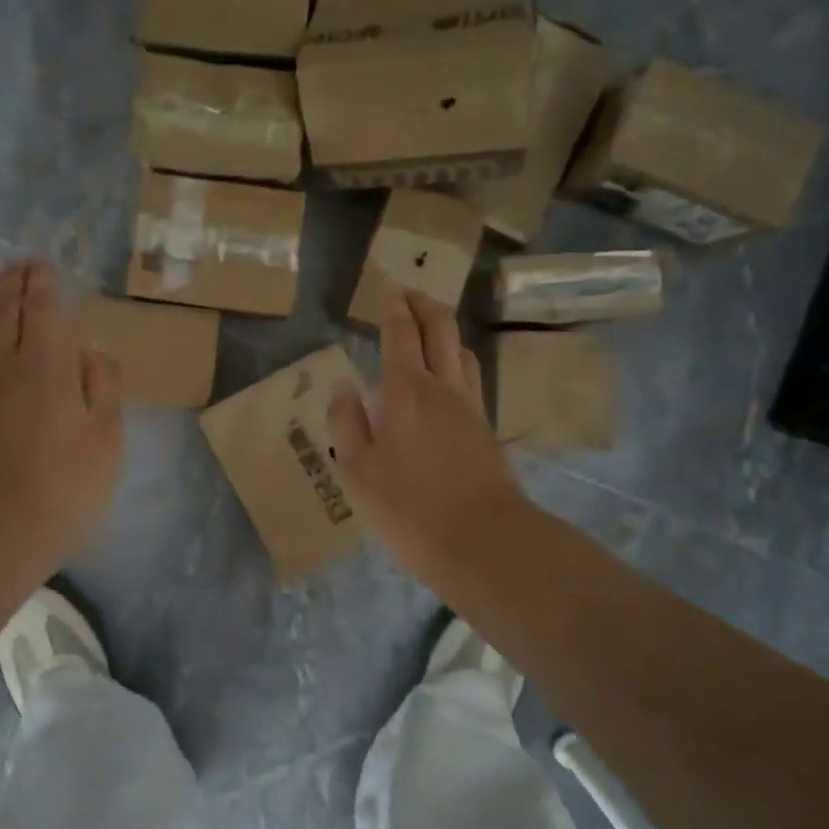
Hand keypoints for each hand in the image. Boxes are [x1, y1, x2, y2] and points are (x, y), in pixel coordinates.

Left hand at [0, 259, 122, 568]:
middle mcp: (5, 367)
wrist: (1, 529)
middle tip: (18, 264)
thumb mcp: (108, 436)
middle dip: (13, 284)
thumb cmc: (69, 484)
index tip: (42, 264)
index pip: (43, 311)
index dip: (42, 284)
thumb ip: (102, 385)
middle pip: (6, 314)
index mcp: (49, 366)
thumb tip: (89, 348)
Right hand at [328, 286, 529, 582]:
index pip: (401, 333)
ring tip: (428, 330)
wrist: (483, 541)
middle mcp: (443, 387)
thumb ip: (346, 423)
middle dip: (424, 304)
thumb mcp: (357, 471)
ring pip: (462, 350)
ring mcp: (471, 407)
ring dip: (444, 330)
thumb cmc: (409, 507)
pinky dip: (456, 361)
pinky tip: (447, 379)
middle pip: (441, 328)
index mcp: (406, 390)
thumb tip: (343, 387)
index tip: (389, 287)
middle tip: (408, 293)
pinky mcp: (486, 429)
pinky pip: (471, 378)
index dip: (394, 306)